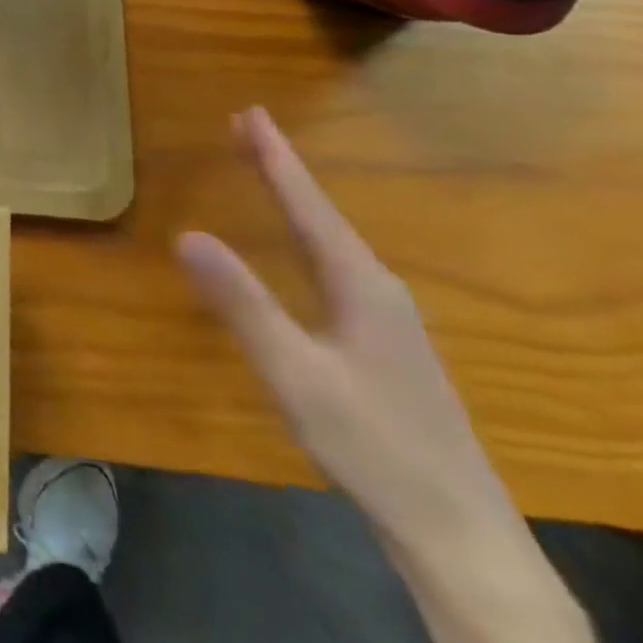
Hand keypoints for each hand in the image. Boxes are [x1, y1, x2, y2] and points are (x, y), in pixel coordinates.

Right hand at [176, 108, 523, 570]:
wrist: (456, 530)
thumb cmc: (372, 445)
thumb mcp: (295, 372)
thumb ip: (242, 302)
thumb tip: (187, 233)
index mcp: (361, 287)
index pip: (308, 207)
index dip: (276, 159)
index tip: (251, 113)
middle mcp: (379, 291)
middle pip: (321, 216)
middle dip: (282, 169)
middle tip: (247, 126)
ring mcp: (386, 320)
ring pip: (331, 242)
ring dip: (294, 202)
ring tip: (264, 172)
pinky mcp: (381, 344)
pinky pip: (333, 268)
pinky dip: (304, 238)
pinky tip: (298, 251)